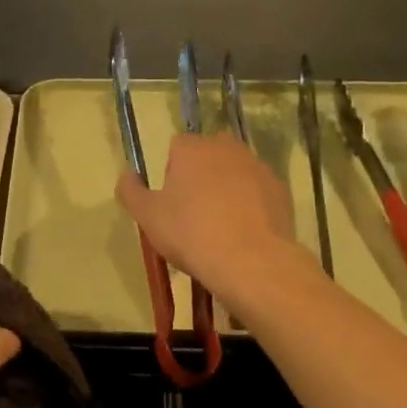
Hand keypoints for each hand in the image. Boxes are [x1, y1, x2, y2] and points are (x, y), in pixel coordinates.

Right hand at [116, 134, 298, 299]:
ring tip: (221, 226)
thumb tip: (126, 175)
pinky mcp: (280, 188)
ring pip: (235, 172)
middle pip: (208, 155)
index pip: (177, 147)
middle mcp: (226, 147)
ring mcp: (257, 166)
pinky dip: (251, 204)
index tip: (172, 202)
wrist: (251, 261)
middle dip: (201, 176)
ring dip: (227, 189)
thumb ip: (131, 191)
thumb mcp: (148, 217)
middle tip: (195, 213)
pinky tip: (244, 232)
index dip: (172, 173)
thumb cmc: (191, 234)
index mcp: (192, 148)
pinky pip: (258, 191)